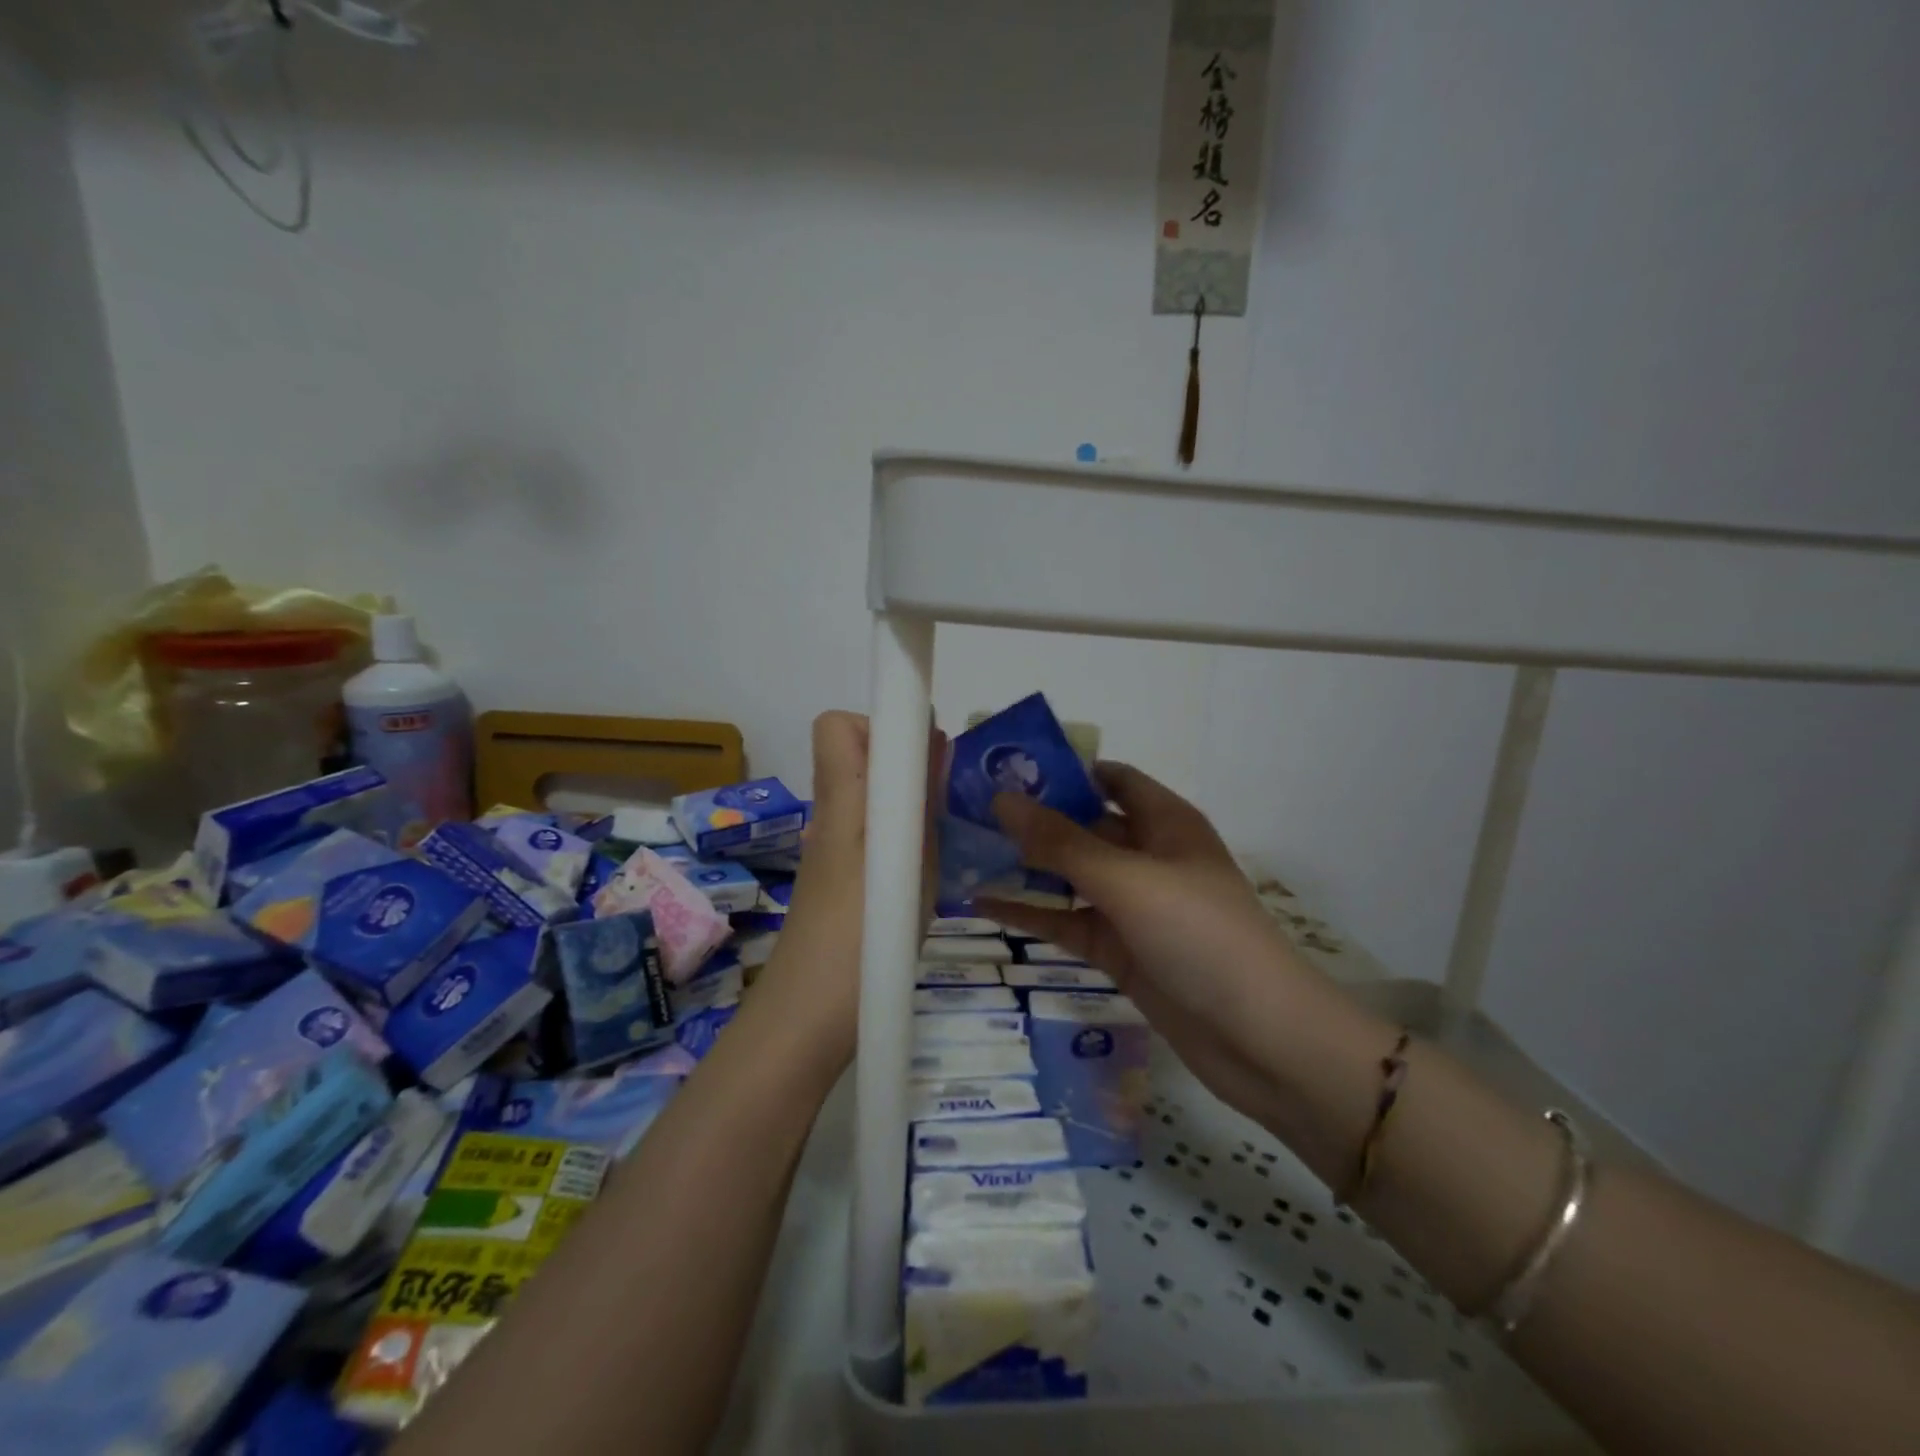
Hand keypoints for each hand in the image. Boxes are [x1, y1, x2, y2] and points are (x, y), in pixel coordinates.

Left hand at [757, 711, 942, 1067]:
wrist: (807, 1019)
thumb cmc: (862, 940)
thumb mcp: (911, 869)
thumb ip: (922, 803)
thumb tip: (932, 744)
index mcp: (842, 802)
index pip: (836, 726)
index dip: (879, 724)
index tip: (924, 751)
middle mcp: (829, 816)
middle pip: (854, 756)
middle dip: (902, 763)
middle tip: (943, 797)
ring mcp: (829, 849)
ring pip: (865, 796)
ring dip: (903, 802)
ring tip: (943, 838)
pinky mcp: (835, 879)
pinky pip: (866, 832)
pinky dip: (895, 836)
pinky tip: (922, 874)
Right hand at [981, 763, 1330, 1124]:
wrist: (1257, 1037)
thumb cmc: (1199, 934)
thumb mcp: (1127, 880)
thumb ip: (1061, 842)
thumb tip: (1001, 799)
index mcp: (1164, 822)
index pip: (1112, 778)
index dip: (1065, 770)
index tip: (1008, 769)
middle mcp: (1147, 857)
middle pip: (1083, 826)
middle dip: (1032, 818)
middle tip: (969, 810)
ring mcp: (1132, 906)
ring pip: (1070, 876)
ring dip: (1025, 866)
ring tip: (966, 851)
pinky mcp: (1118, 949)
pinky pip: (1066, 921)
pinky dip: (1030, 913)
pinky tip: (981, 904)